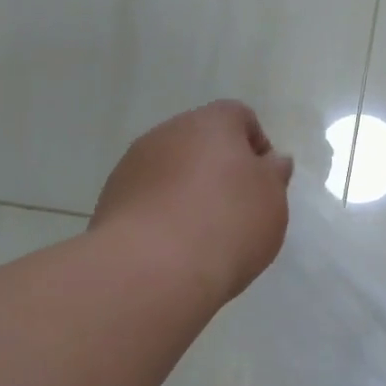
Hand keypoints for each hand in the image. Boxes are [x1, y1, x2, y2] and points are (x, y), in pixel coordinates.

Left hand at [92, 101, 294, 301]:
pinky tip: (173, 246)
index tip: (263, 183)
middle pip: (201, 142)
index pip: (239, 116)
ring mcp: (133, 164)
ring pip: (171, 169)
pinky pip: (148, 197)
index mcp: (211, 123)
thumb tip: (271, 160)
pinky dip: (162, 213)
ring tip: (202, 234)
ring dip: (187, 190)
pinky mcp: (111, 198)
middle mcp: (168, 133)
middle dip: (219, 169)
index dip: (256, 146)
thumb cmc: (227, 224)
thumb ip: (274, 174)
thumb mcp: (272, 200)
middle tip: (236, 210)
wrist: (153, 268)